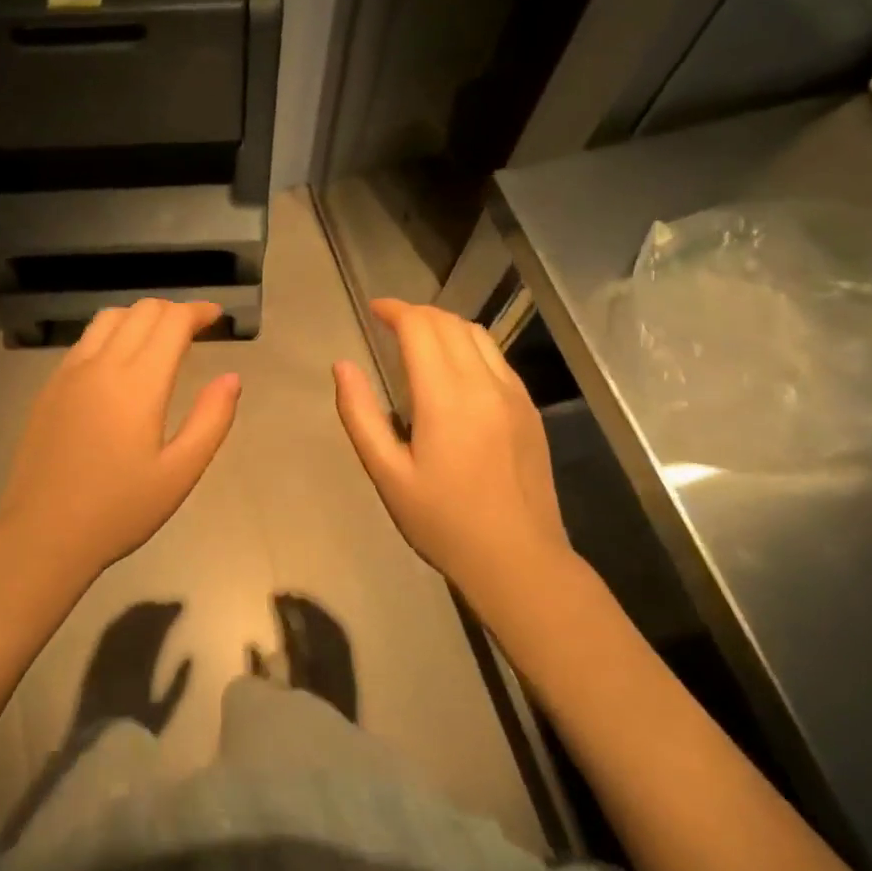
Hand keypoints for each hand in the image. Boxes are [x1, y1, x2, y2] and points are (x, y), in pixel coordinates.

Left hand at [0, 299, 240, 598]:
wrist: (42, 534)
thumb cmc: (119, 509)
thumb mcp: (179, 473)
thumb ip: (211, 420)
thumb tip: (232, 378)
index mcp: (138, 383)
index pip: (171, 322)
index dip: (198, 311)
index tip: (216, 316)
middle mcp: (102, 364)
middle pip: (141, 311)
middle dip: (173, 310)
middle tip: (194, 329)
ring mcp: (70, 372)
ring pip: (109, 318)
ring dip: (140, 317)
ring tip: (158, 339)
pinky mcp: (50, 386)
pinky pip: (85, 340)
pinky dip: (112, 333)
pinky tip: (119, 361)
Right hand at [333, 299, 574, 598]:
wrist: (518, 560)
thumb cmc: (443, 521)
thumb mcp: (387, 473)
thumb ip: (360, 414)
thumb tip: (342, 366)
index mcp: (446, 396)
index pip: (421, 327)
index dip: (394, 310)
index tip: (374, 310)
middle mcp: (484, 383)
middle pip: (449, 322)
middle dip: (417, 313)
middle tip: (390, 323)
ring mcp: (513, 394)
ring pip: (478, 333)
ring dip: (444, 325)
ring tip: (419, 339)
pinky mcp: (529, 409)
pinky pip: (496, 357)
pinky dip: (469, 345)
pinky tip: (454, 368)